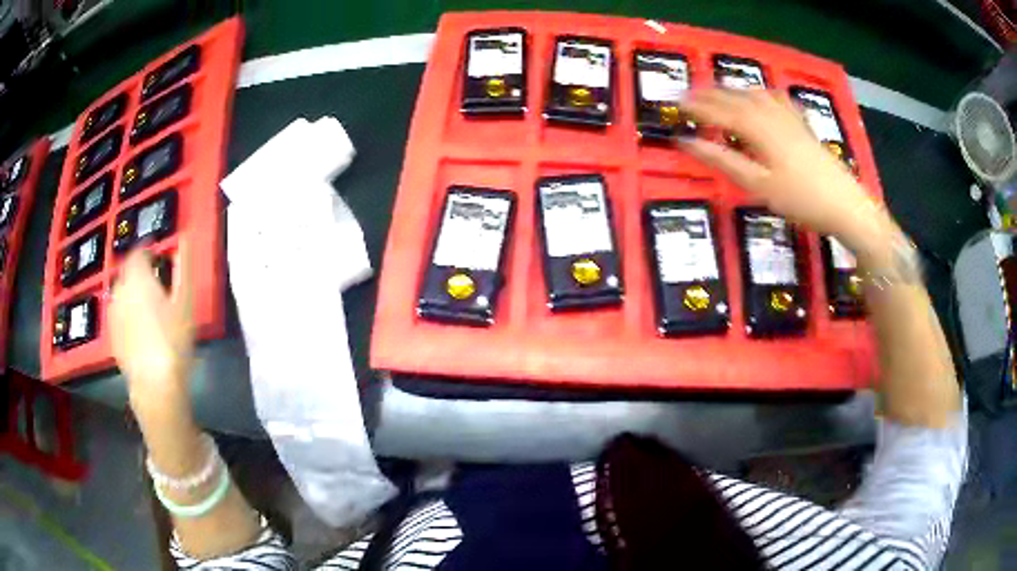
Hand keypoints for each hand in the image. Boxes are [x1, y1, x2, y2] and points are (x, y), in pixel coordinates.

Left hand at [109, 240, 193, 419]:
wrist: (155, 384)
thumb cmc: (173, 340)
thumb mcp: (185, 302)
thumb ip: (183, 268)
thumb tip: (184, 240)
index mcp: (137, 276)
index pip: (139, 251)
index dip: (150, 252)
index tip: (162, 261)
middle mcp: (120, 289)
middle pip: (128, 272)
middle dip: (141, 274)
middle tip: (158, 288)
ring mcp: (113, 313)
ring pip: (122, 293)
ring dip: (133, 294)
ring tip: (149, 311)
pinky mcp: (112, 335)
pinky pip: (119, 314)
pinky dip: (128, 314)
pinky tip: (141, 331)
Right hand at [678, 89, 892, 250]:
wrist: (846, 205)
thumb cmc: (801, 200)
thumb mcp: (759, 185)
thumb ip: (724, 161)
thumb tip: (688, 143)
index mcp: (758, 129)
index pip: (719, 113)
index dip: (696, 108)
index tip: (675, 106)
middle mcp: (771, 116)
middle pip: (736, 99)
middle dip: (710, 94)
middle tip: (688, 94)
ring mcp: (789, 119)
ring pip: (755, 95)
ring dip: (732, 90)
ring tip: (717, 90)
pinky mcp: (802, 126)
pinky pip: (778, 100)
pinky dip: (762, 94)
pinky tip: (762, 95)